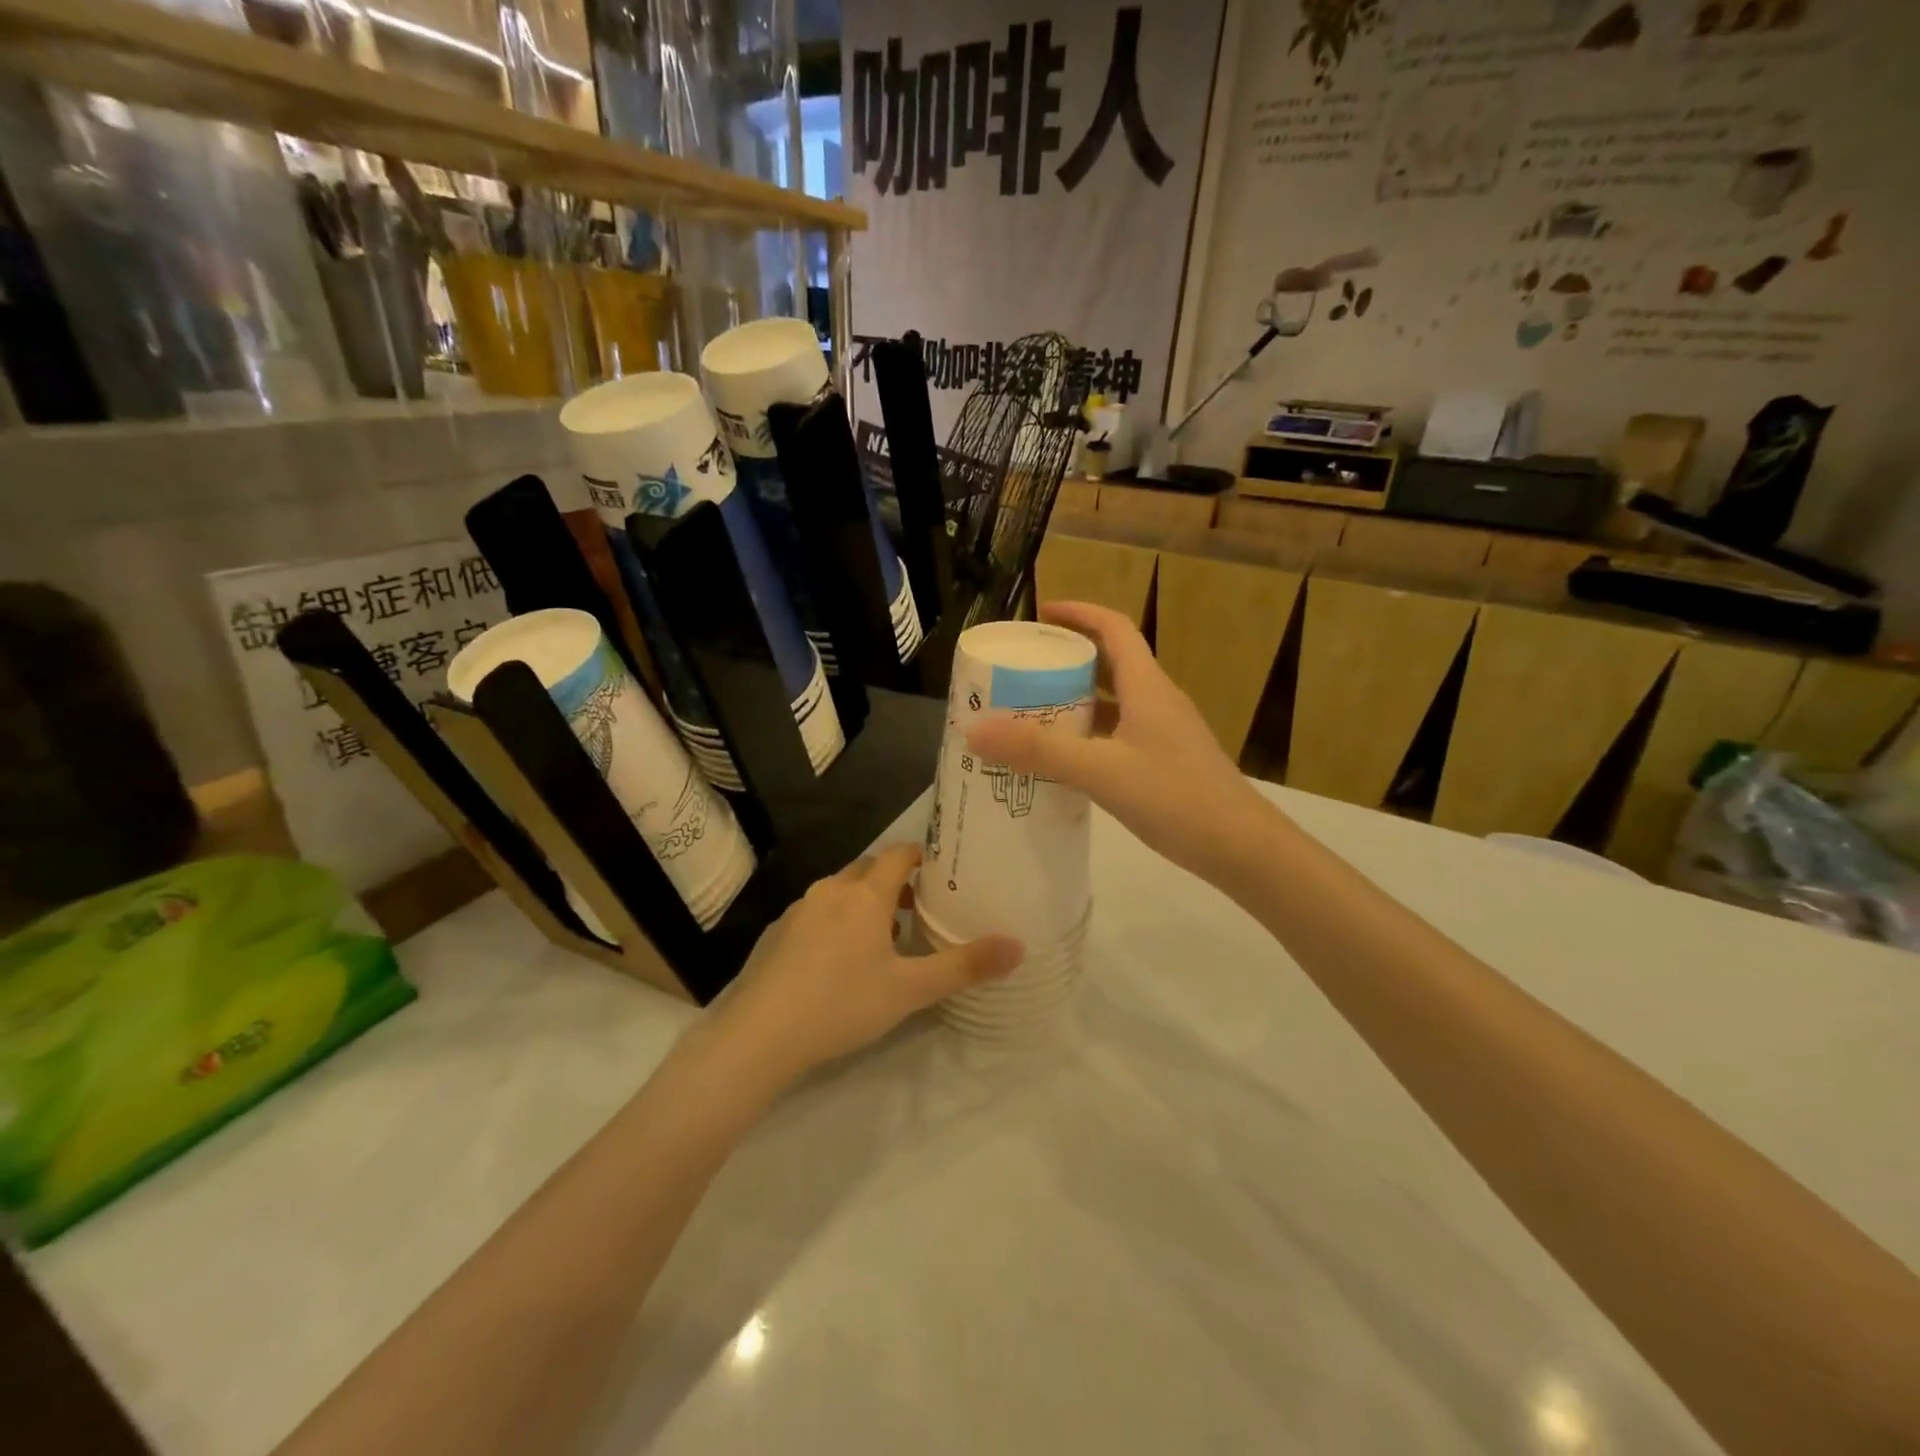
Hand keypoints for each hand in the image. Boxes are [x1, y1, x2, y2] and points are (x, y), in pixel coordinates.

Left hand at [709, 844, 1021, 1084]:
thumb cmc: (843, 1003)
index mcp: (865, 895)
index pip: (899, 854)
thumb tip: (1018, 946)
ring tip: (881, 939)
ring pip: (839, 891)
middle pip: (868, 869)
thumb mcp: (911, 990)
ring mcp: (799, 910)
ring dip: (862, 903)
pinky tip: (836, 962)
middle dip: (893, 882)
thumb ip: (964, 966)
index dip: (921, 857)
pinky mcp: (777, 933)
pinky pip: (815, 913)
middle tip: (916, 910)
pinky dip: (834, 922)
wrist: (761, 1035)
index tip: (939, 873)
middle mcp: (831, 890)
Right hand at [966, 601, 1272, 885]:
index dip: (1078, 613)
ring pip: (1114, 701)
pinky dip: (1089, 734)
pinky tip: (1065, 759)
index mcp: (1147, 686)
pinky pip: (1118, 733)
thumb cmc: (1177, 798)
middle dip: (1068, 657)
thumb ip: (1039, 751)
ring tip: (1032, 711)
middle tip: (1024, 669)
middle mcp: (1157, 700)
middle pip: (1111, 661)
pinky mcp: (1165, 762)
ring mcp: (1164, 733)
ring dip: (1077, 698)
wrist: (1242, 848)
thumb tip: (975, 728)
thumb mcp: (1101, 772)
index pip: (1113, 628)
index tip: (1039, 615)